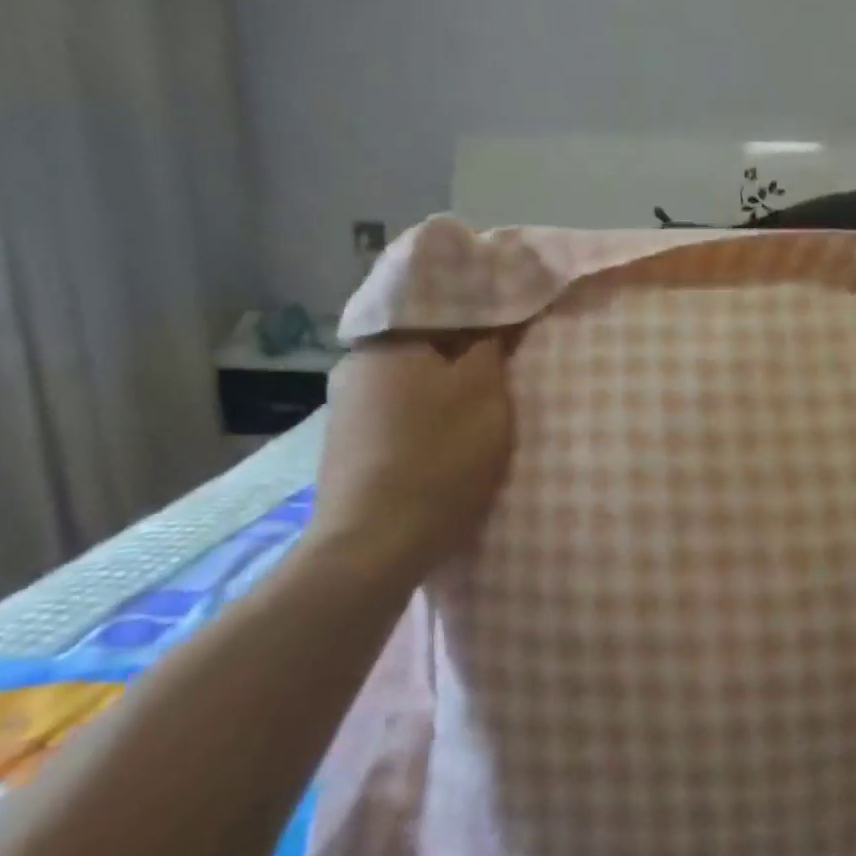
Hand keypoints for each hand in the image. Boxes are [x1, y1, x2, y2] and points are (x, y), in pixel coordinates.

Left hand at [303, 338, 514, 584]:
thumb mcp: (484, 393)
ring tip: (476, 411)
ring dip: (440, 392)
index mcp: (386, 342)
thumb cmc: (439, 457)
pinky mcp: (344, 450)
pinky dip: (421, 421)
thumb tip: (495, 319)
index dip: (481, 316)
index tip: (511, 331)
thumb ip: (491, 347)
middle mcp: (355, 367)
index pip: (441, 308)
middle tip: (501, 372)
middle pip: (423, 348)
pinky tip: (442, 444)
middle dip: (460, 357)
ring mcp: (344, 411)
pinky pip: (394, 417)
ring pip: (408, 384)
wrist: (374, 546)